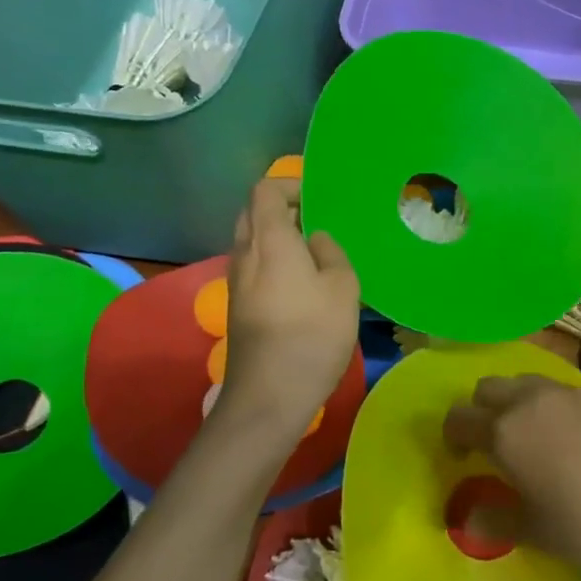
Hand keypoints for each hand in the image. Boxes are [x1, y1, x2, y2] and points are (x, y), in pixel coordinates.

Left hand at [218, 179, 360, 431]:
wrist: (269, 395)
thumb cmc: (312, 334)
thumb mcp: (343, 287)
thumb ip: (331, 253)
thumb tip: (316, 240)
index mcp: (269, 239)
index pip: (265, 190)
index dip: (290, 185)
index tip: (320, 198)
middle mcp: (245, 253)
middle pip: (254, 213)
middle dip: (284, 209)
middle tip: (319, 223)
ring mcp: (236, 282)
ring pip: (252, 242)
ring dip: (280, 239)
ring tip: (315, 253)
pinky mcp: (238, 307)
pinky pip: (254, 267)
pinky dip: (275, 262)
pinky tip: (303, 284)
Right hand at [442, 376, 580, 576]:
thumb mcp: (535, 532)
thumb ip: (493, 520)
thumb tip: (466, 519)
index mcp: (506, 431)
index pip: (459, 417)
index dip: (451, 436)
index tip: (460, 458)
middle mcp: (533, 400)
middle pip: (489, 388)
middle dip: (482, 410)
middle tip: (493, 444)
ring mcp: (573, 392)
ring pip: (528, 383)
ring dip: (519, 403)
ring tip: (536, 437)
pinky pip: (567, 392)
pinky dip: (557, 407)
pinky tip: (580, 440)